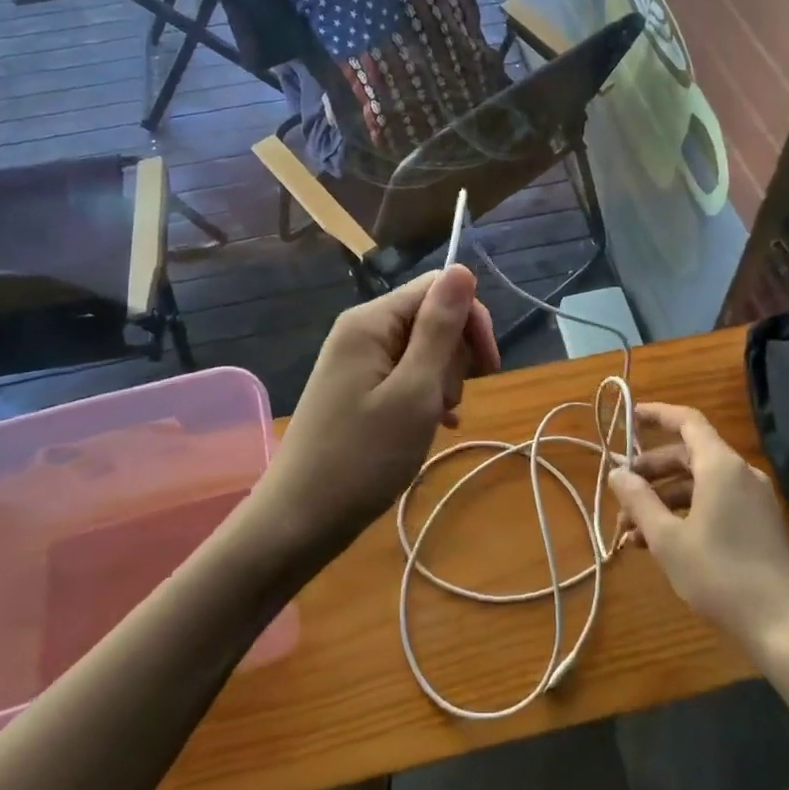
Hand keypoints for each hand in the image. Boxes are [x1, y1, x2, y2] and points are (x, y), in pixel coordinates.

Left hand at [255, 265, 497, 553]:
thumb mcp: (414, 391)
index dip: (470, 321)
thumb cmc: (363, 457)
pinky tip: (434, 426)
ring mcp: (356, 360)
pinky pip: (404, 374)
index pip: (438, 288)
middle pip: (430, 317)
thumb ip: (439, 328)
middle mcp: (361, 330)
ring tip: (435, 420)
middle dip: (454, 356)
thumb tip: (462, 268)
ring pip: (422, 349)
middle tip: (447, 403)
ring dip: (441, 380)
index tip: (489, 369)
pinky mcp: (357, 387)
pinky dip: (425, 395)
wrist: (299, 520)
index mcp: (371, 321)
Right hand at [608, 403, 788, 654]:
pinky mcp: (759, 525)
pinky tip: (660, 545)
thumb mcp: (668, 539)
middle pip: (688, 455)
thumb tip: (617, 474)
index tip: (628, 418)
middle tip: (621, 493)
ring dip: (664, 499)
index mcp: (720, 466)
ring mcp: (753, 500)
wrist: (785, 628)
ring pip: (699, 484)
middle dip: (651, 472)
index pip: (686, 421)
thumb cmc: (720, 575)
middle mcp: (740, 473)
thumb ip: (639, 500)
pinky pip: (715, 504)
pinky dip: (686, 513)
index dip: (656, 415)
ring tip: (631, 531)